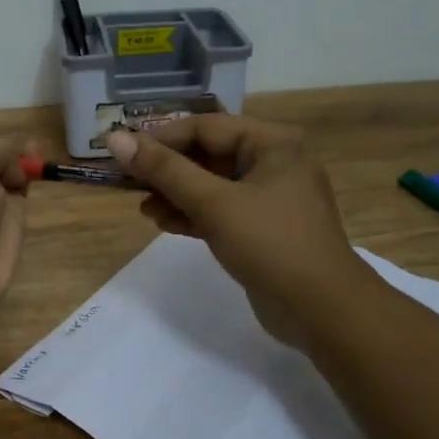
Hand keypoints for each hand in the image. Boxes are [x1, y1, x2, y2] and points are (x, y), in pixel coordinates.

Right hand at [106, 115, 369, 350]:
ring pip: (212, 185)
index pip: (205, 127)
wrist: (322, 310)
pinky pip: (221, 210)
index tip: (122, 154)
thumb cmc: (270, 244)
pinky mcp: (264, 228)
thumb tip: (116, 139)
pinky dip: (194, 214)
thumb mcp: (213, 203)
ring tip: (145, 210)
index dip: (160, 139)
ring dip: (176, 194)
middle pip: (208, 154)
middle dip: (168, 170)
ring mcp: (271, 197)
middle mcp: (274, 162)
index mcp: (272, 143)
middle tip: (129, 183)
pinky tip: (165, 224)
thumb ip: (164, 170)